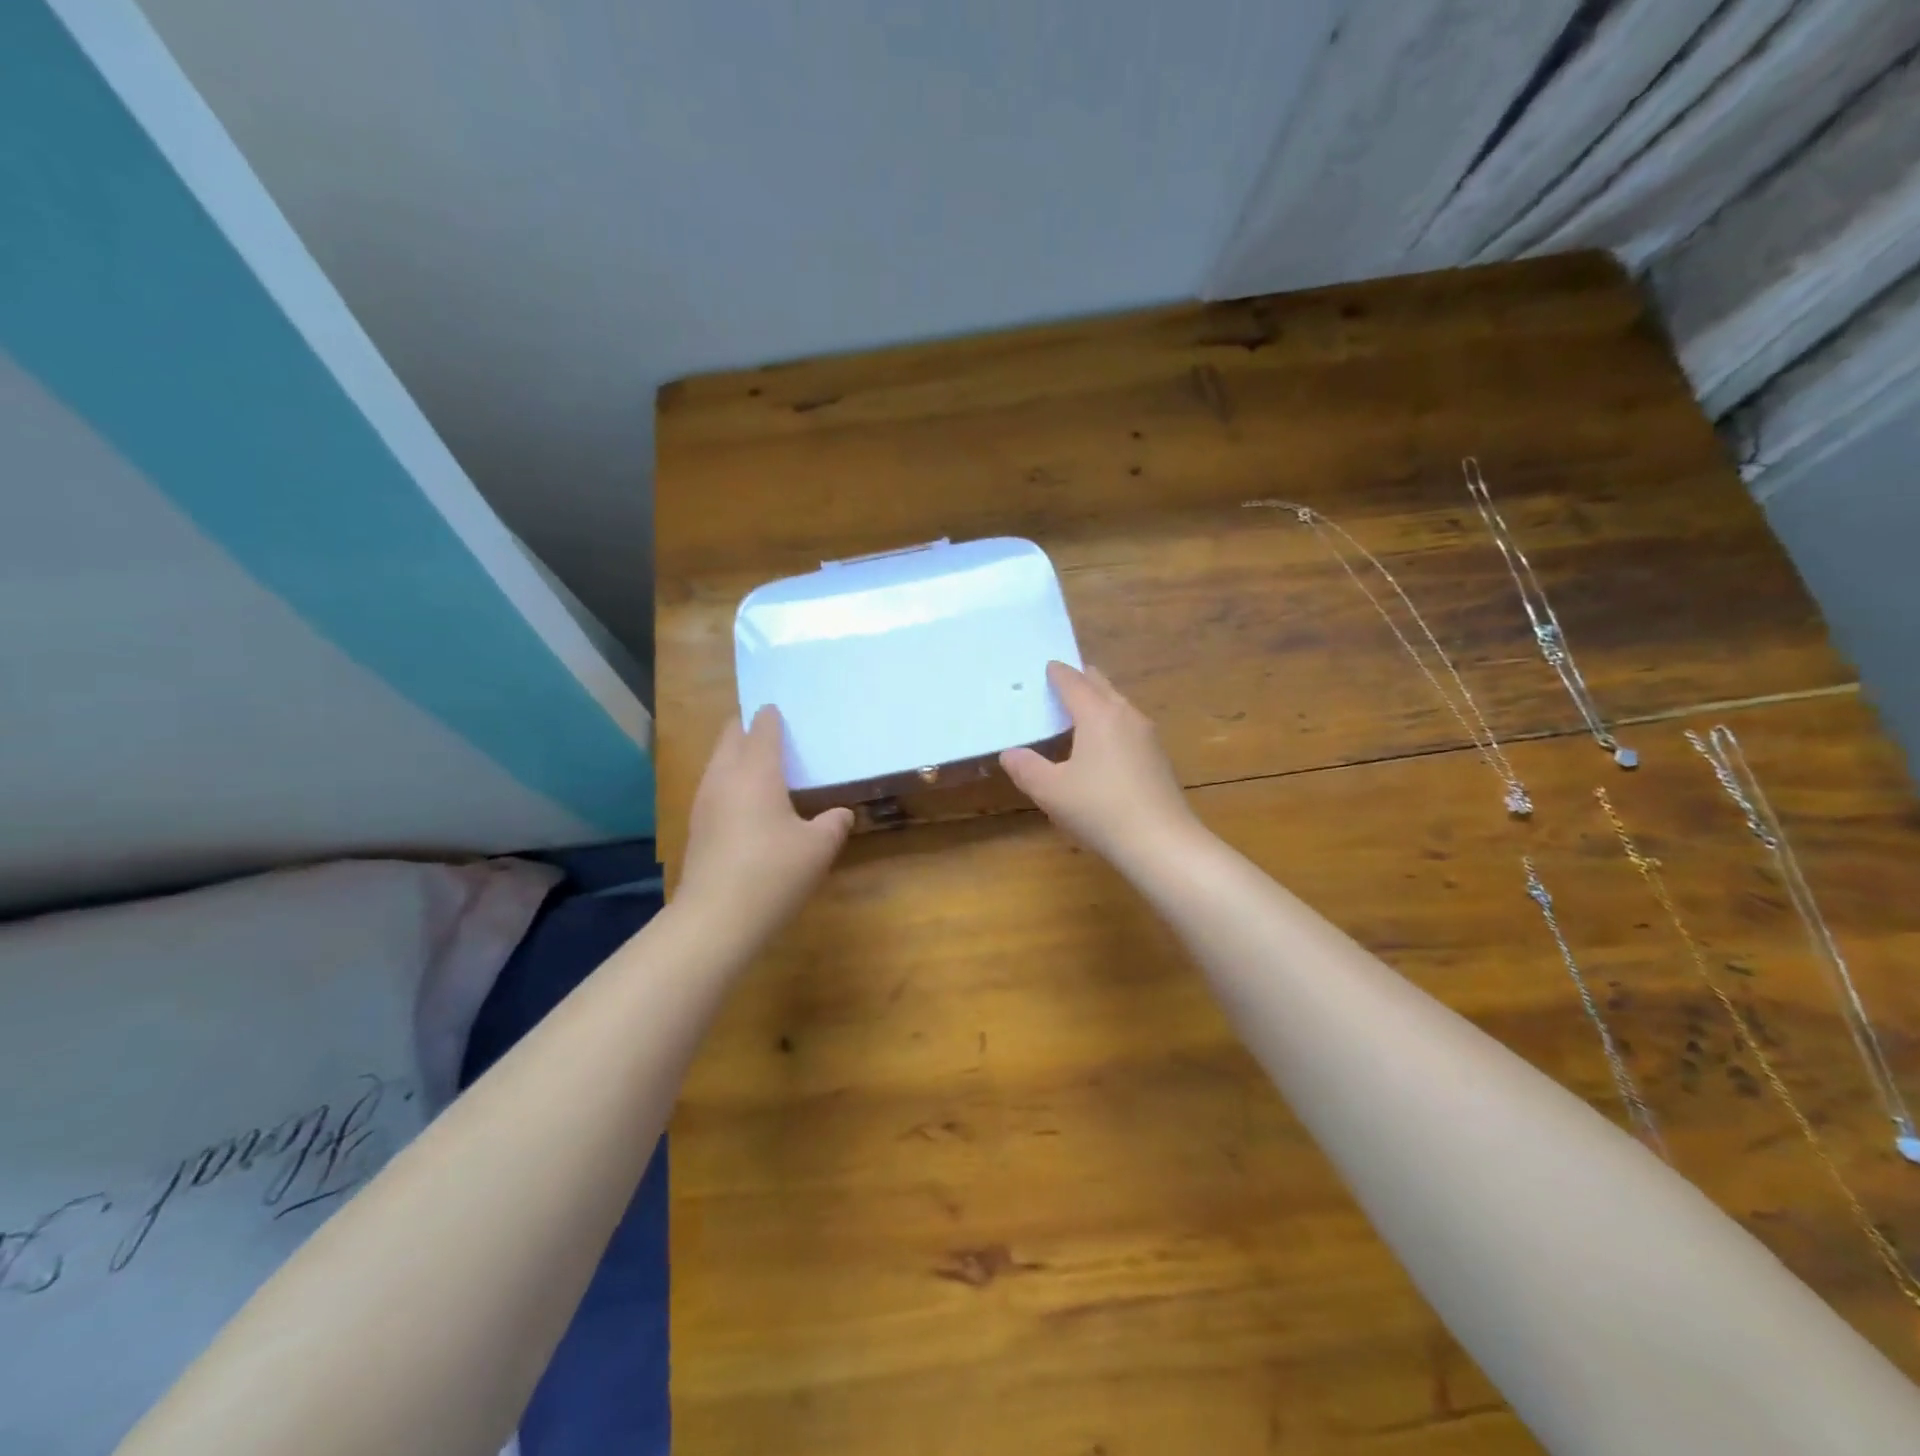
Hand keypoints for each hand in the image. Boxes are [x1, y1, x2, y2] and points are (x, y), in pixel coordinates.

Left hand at [677, 706, 853, 940]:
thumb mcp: (818, 847)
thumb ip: (834, 823)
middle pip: (732, 735)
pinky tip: (750, 803)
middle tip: (778, 734)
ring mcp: (705, 801)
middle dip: (750, 728)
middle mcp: (725, 776)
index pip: (762, 727)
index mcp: (756, 770)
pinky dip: (732, 781)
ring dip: (738, 755)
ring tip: (766, 766)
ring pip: (719, 761)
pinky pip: (716, 786)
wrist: (716, 918)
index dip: (774, 716)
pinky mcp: (697, 825)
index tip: (787, 710)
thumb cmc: (773, 872)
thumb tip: (841, 814)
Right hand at [1001, 662, 1201, 873]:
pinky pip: (1129, 726)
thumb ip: (1026, 768)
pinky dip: (1111, 722)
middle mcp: (1126, 716)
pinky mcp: (1158, 758)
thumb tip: (1010, 753)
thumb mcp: (1051, 791)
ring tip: (1079, 711)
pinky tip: (1103, 745)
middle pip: (1101, 686)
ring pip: (1119, 705)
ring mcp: (1147, 736)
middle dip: (1081, 679)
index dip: (1058, 673)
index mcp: (1098, 715)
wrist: (1160, 842)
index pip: (1074, 683)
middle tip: (1062, 680)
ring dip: (1099, 701)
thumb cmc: (1099, 809)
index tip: (1048, 667)